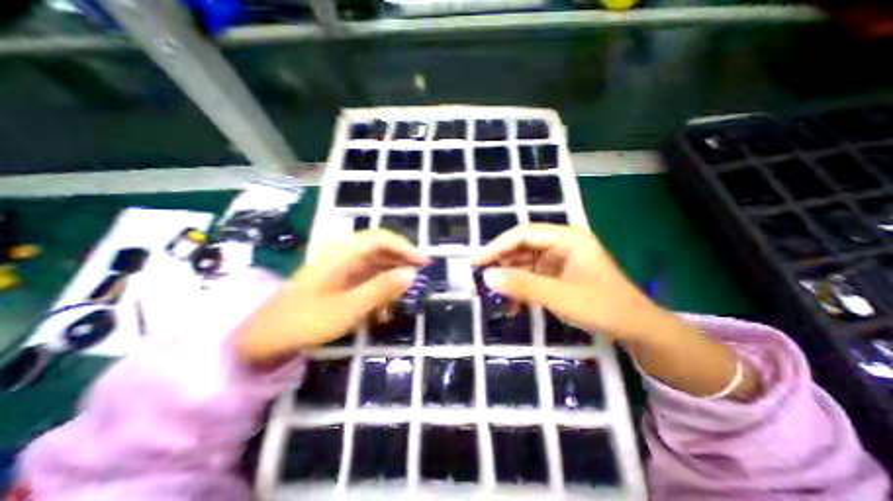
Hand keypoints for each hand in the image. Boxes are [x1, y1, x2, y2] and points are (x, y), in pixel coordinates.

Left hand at [233, 232, 427, 363]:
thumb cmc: (304, 322)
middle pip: (380, 250)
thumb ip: (381, 289)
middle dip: (402, 263)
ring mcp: (341, 271)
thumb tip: (411, 274)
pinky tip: (384, 311)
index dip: (404, 247)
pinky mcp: (340, 284)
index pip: (379, 239)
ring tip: (403, 298)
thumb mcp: (348, 309)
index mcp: (341, 256)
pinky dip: (380, 293)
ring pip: (376, 266)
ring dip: (392, 280)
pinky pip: (367, 281)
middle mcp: (343, 258)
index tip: (423, 262)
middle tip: (420, 278)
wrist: (264, 339)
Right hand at [474, 225, 758, 401]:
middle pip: (522, 248)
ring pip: (524, 264)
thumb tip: (487, 277)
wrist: (636, 330)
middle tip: (479, 280)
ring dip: (509, 280)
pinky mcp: (557, 276)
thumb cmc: (602, 307)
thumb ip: (522, 285)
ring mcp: (559, 261)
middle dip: (500, 264)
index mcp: (566, 238)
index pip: (523, 234)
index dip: (497, 246)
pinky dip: (520, 290)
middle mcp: (561, 245)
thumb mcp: (559, 296)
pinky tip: (512, 306)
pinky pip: (532, 278)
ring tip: (493, 296)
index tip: (476, 261)